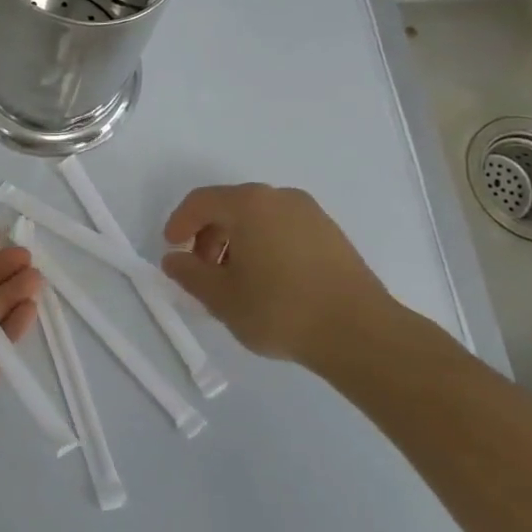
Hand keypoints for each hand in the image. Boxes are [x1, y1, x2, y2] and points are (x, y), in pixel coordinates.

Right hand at [161, 184, 424, 369]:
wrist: (360, 333)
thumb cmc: (280, 309)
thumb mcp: (221, 297)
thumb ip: (190, 274)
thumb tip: (174, 260)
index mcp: (249, 204)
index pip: (201, 201)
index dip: (179, 223)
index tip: (172, 249)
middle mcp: (280, 197)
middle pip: (231, 206)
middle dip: (208, 235)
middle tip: (202, 271)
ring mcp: (311, 214)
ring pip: (259, 218)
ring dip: (237, 242)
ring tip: (234, 281)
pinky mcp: (331, 234)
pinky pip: (283, 229)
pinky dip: (265, 245)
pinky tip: (267, 281)